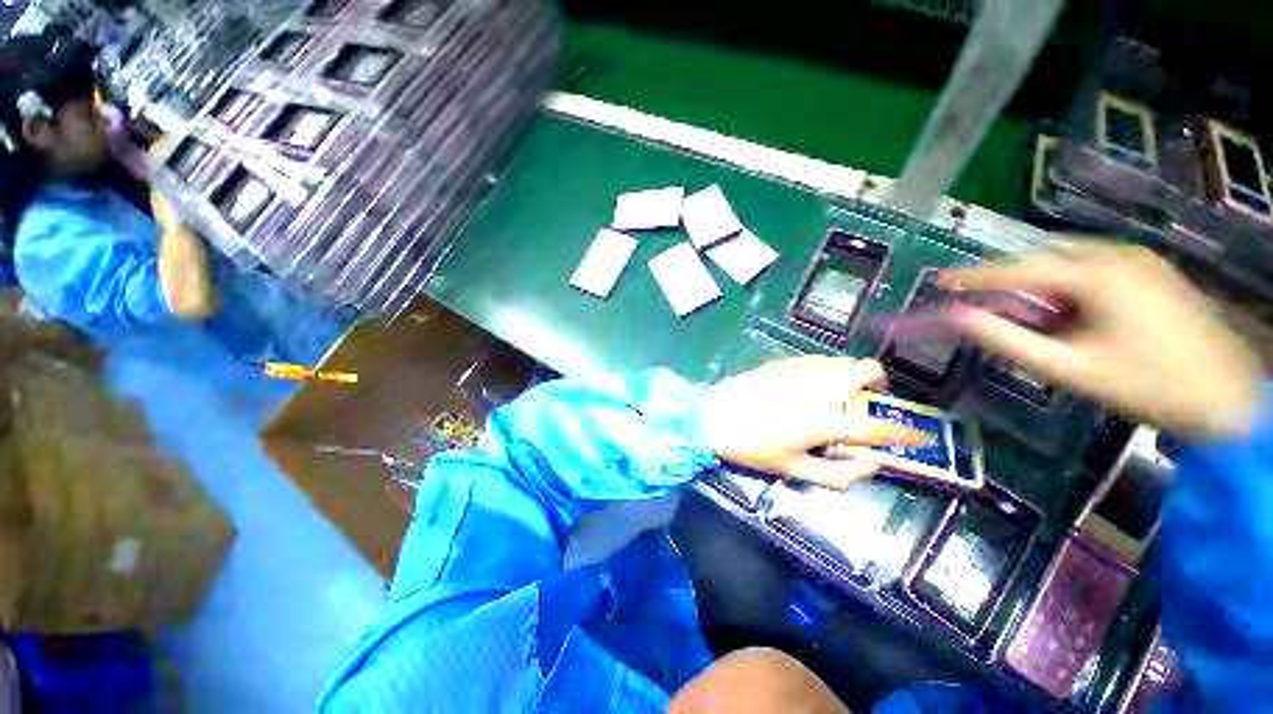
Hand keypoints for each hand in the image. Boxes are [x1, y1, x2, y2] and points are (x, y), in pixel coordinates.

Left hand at [702, 357, 928, 489]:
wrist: (713, 416)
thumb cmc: (752, 447)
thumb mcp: (792, 469)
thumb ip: (837, 474)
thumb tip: (871, 467)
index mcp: (824, 419)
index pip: (878, 426)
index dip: (906, 433)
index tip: (920, 435)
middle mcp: (819, 386)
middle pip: (867, 369)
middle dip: (878, 384)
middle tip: (868, 400)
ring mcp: (800, 368)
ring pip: (842, 360)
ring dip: (851, 375)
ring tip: (837, 394)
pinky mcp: (783, 360)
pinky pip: (818, 359)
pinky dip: (826, 370)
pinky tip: (809, 386)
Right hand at [945, 242, 1261, 439]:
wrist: (1229, 398)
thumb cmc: (1146, 386)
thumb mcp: (1068, 368)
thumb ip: (1006, 340)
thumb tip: (958, 319)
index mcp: (1097, 276)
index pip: (1019, 268)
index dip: (975, 276)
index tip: (939, 280)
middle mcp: (1117, 255)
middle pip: (1044, 257)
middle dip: (1010, 278)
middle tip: (984, 302)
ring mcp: (1139, 259)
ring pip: (1069, 259)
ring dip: (1039, 282)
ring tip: (1028, 313)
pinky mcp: (1151, 270)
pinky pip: (1093, 265)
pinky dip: (1067, 283)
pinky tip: (1068, 310)